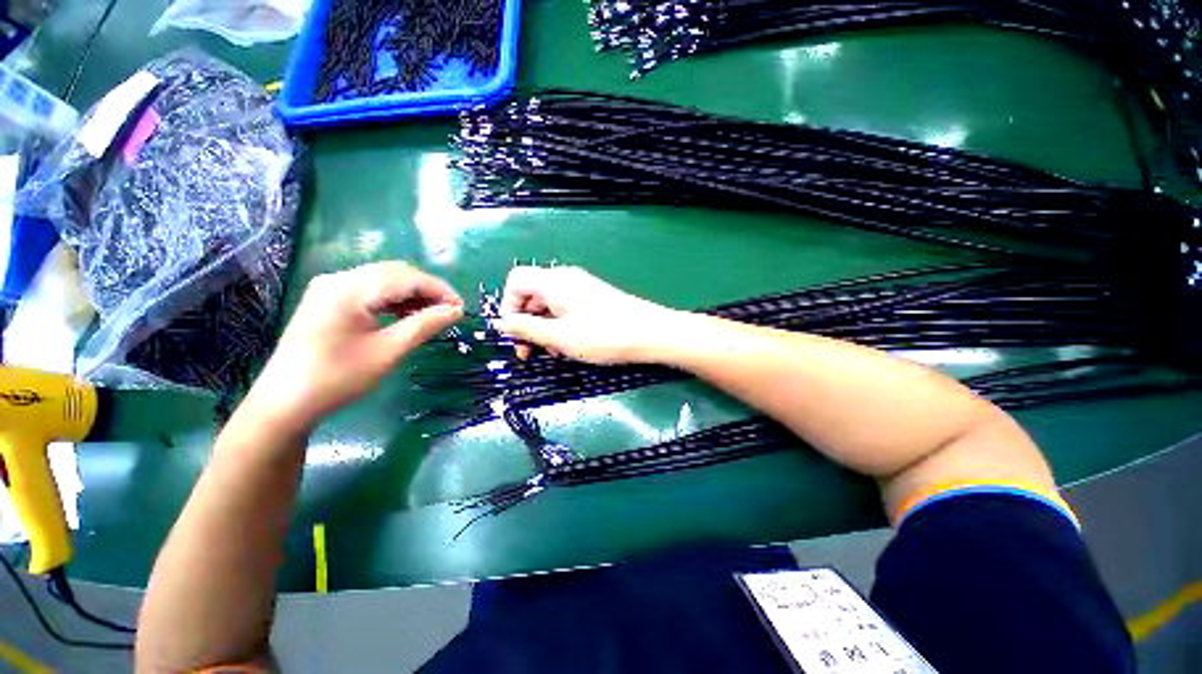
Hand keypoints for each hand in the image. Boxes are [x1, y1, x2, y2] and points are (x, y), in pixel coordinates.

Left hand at [243, 262, 463, 431]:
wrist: (285, 403)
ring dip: (413, 294)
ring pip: (384, 280)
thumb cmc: (338, 378)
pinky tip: (408, 315)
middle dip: (428, 290)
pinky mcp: (328, 300)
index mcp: (350, 289)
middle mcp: (339, 279)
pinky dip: (394, 300)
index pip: (407, 278)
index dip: (440, 290)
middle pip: (395, 273)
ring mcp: (331, 288)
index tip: (462, 309)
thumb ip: (425, 325)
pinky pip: (370, 291)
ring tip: (434, 315)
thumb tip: (456, 311)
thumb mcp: (388, 352)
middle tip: (451, 312)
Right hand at [492, 266, 675, 364]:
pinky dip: (561, 327)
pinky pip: (567, 309)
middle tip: (531, 353)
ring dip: (545, 329)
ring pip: (549, 305)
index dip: (508, 306)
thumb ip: (526, 328)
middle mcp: (566, 279)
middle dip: (527, 323)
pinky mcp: (594, 299)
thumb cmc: (603, 336)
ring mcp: (582, 288)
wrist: (650, 334)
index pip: (516, 282)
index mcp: (553, 282)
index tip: (514, 334)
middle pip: (532, 295)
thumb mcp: (559, 337)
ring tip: (556, 353)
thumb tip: (500, 323)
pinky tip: (571, 346)